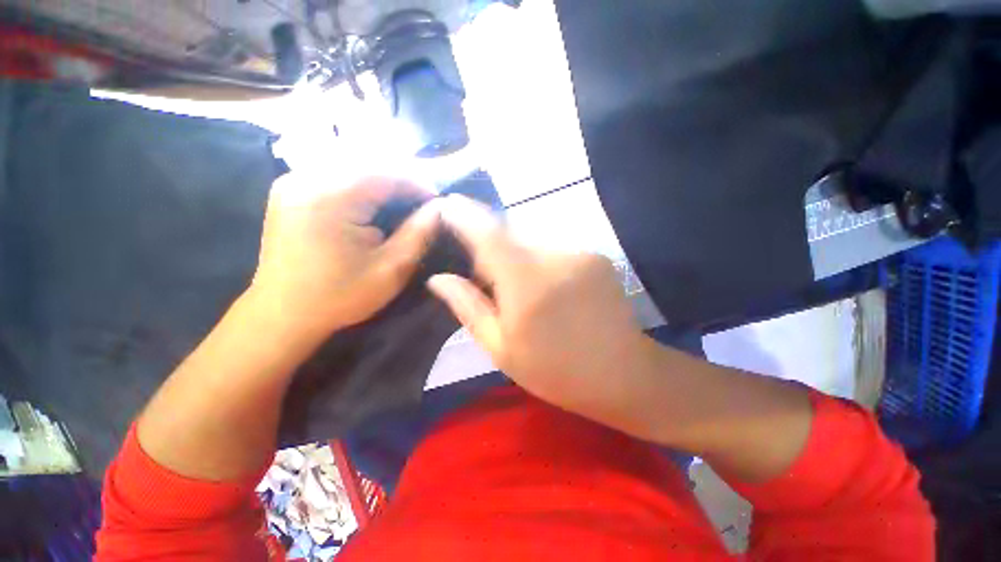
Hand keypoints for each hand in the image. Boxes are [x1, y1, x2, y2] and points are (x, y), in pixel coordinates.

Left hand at [249, 174, 440, 343]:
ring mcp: (292, 183)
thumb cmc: (341, 297)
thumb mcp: (392, 269)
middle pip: (367, 165)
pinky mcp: (289, 192)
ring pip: (350, 167)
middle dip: (401, 181)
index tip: (438, 202)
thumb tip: (440, 208)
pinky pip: (333, 176)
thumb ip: (419, 233)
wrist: (282, 316)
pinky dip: (359, 186)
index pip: (386, 174)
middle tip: (423, 202)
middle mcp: (306, 179)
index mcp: (330, 197)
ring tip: (403, 202)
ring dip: (381, 182)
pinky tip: (372, 203)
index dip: (418, 184)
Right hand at [427, 195, 651, 432]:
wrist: (622, 374)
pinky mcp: (596, 254)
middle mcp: (554, 255)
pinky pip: (554, 246)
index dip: (464, 214)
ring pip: (532, 239)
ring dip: (516, 253)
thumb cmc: (555, 369)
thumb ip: (468, 306)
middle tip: (484, 274)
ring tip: (518, 286)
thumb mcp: (501, 347)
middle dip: (490, 245)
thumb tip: (439, 278)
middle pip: (510, 233)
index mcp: (525, 282)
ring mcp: (580, 251)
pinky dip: (539, 258)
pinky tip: (546, 285)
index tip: (446, 205)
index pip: (488, 233)